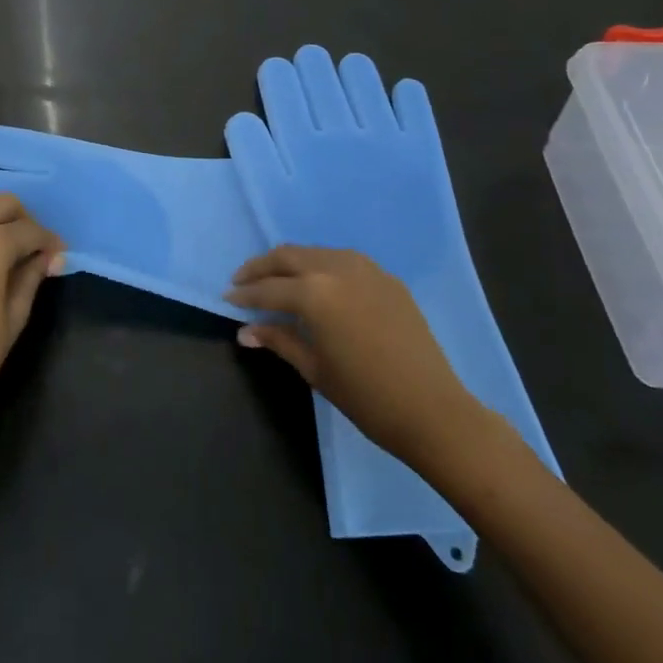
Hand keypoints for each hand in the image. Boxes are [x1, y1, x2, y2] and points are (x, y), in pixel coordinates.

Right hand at [229, 245, 496, 483]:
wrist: (434, 410)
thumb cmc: (367, 397)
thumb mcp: (315, 369)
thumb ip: (279, 340)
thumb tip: (245, 331)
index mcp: (315, 292)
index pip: (269, 288)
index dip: (245, 294)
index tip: (227, 298)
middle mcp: (337, 268)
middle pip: (288, 257)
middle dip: (262, 267)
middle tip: (243, 280)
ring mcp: (366, 268)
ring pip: (316, 252)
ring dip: (291, 262)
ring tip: (276, 279)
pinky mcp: (386, 277)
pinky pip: (343, 261)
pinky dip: (321, 266)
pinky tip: (317, 284)